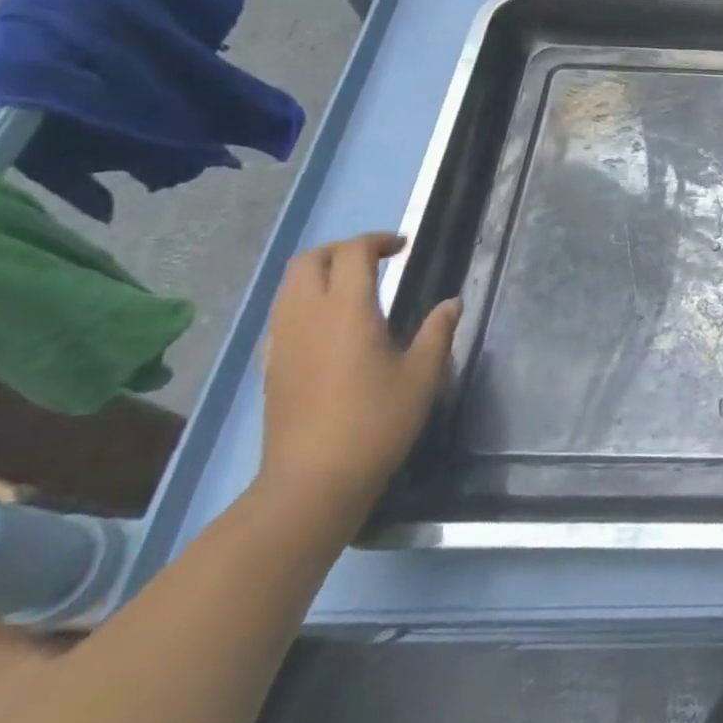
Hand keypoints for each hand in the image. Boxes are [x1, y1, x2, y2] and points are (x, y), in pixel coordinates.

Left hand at [258, 232, 459, 528]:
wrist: (313, 481)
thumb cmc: (376, 422)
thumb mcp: (423, 375)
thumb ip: (438, 331)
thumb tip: (451, 303)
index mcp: (347, 309)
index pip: (353, 253)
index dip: (378, 241)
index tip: (402, 247)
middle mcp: (307, 315)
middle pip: (310, 260)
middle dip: (342, 250)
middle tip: (377, 260)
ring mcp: (282, 341)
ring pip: (290, 285)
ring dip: (321, 273)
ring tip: (355, 287)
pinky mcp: (271, 365)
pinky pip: (282, 314)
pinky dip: (305, 302)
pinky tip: (330, 326)